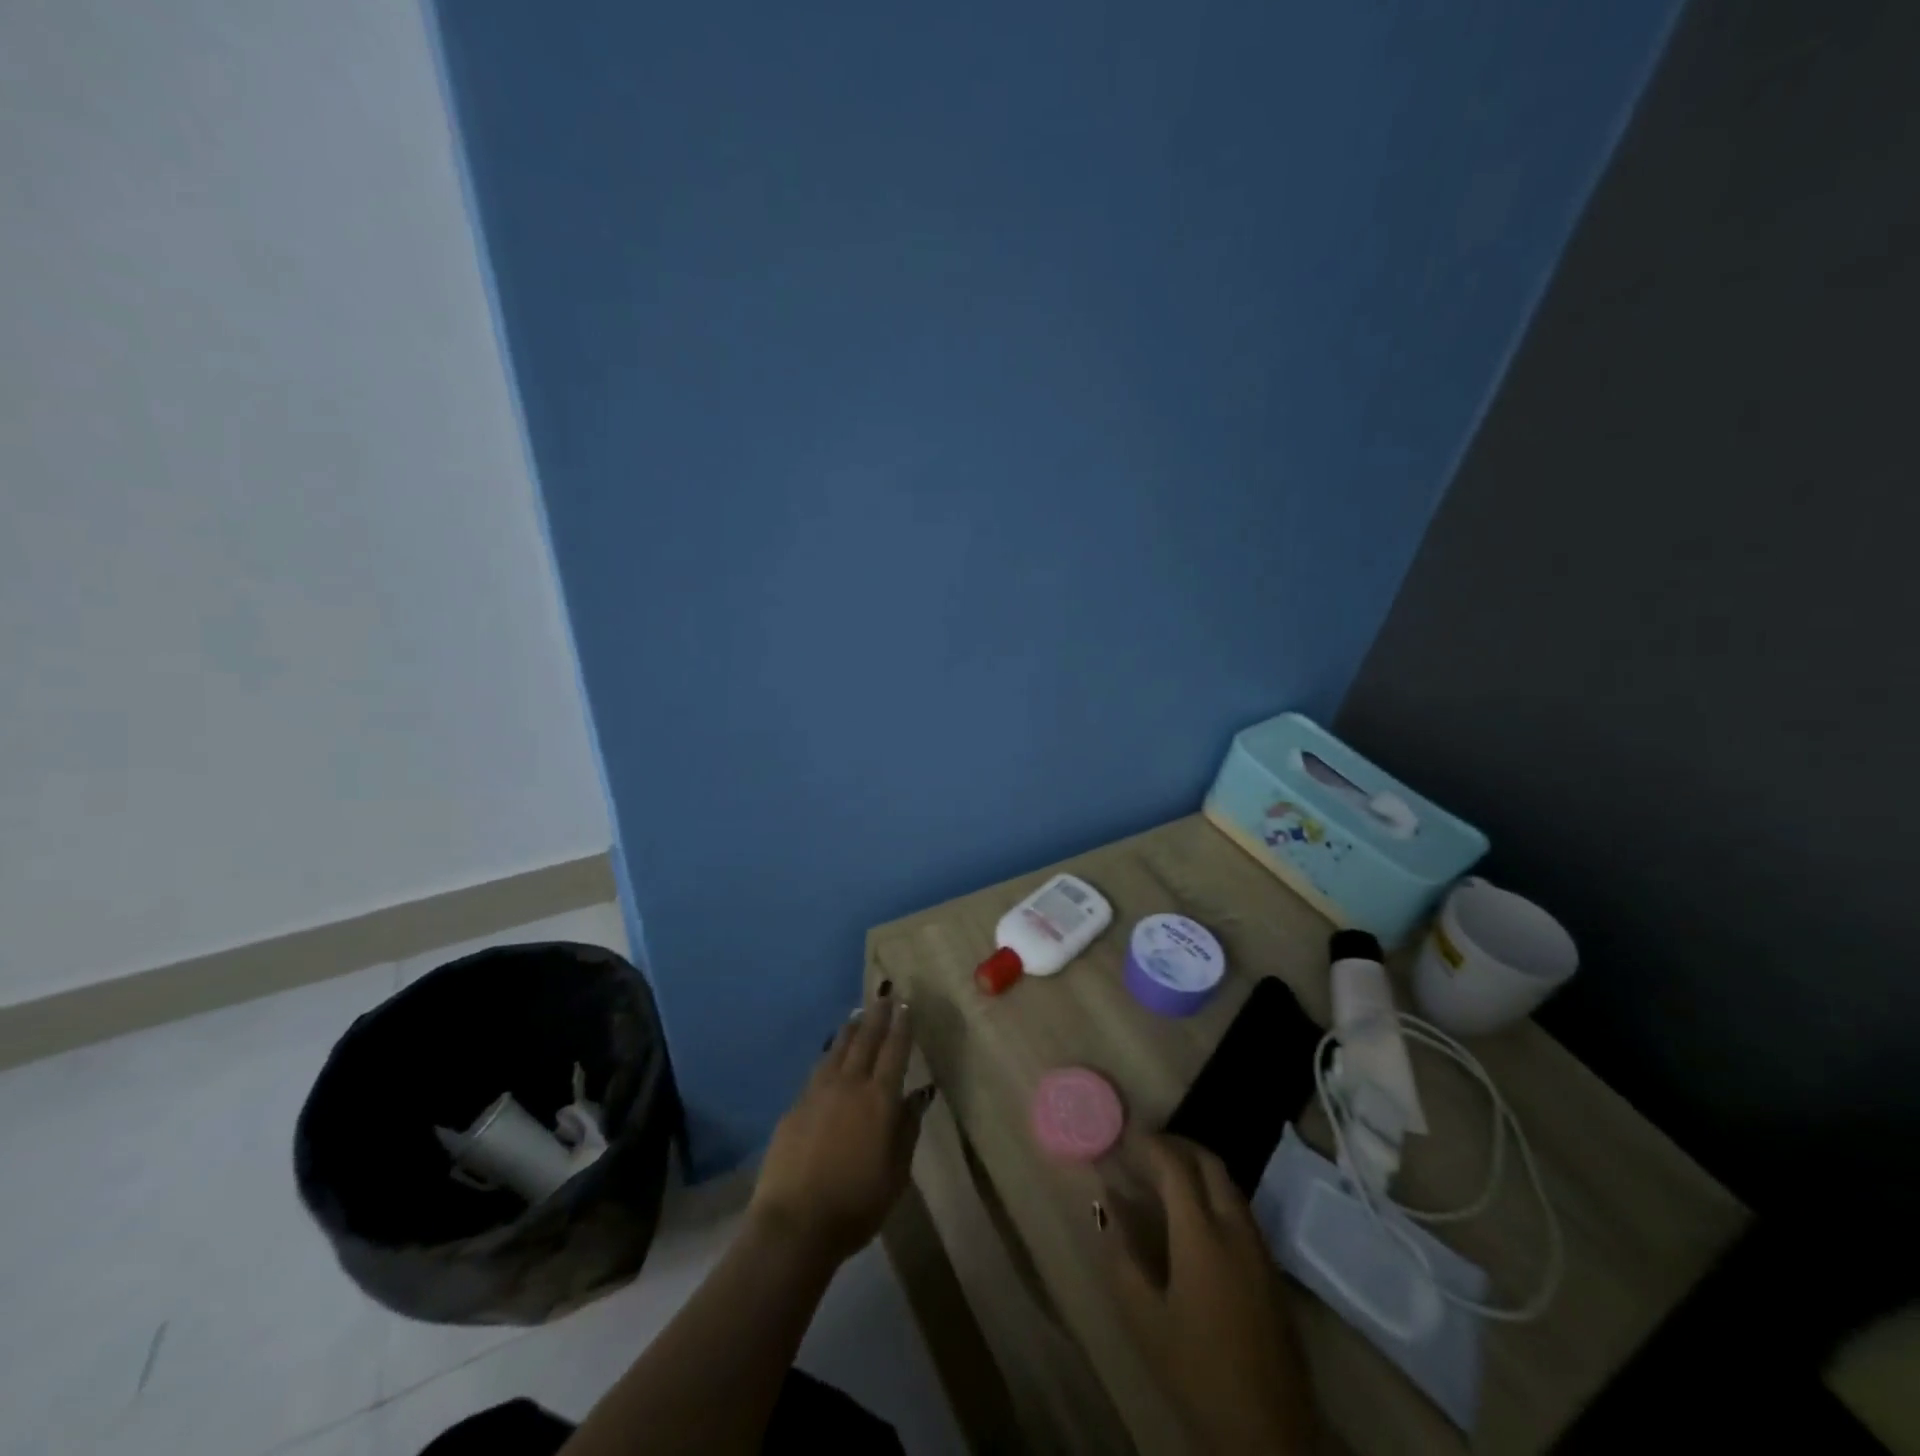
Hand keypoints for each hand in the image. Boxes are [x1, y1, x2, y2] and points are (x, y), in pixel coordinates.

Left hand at [750, 991, 930, 1266]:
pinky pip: (818, 1070)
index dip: (901, 1025)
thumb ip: (907, 1130)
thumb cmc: (856, 1205)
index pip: (894, 1051)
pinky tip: (831, 1055)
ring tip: (858, 1014)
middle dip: (877, 1016)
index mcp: (879, 1100)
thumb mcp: (896, 1174)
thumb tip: (916, 1096)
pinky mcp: (795, 1106)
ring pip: (838, 1049)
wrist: (794, 1223)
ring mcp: (818, 1093)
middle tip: (884, 995)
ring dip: (851, 1029)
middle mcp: (849, 1085)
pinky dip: (830, 1055)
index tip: (905, 1003)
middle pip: (865, 1040)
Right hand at [1104, 1135, 1317, 1454]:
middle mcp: (1235, 1228)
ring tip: (1165, 1177)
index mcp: (1202, 1235)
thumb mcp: (1145, 1318)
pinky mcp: (1271, 1269)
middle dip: (1178, 1145)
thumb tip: (1108, 1206)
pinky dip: (1215, 1193)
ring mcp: (1259, 1248)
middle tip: (1147, 1148)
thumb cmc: (1197, 1372)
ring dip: (1199, 1168)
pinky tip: (1194, 1216)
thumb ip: (1122, 1254)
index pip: (1175, 1166)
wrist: (1268, 1433)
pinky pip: (1240, 1209)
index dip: (1151, 1145)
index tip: (1126, 1137)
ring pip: (1229, 1184)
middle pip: (1210, 1163)